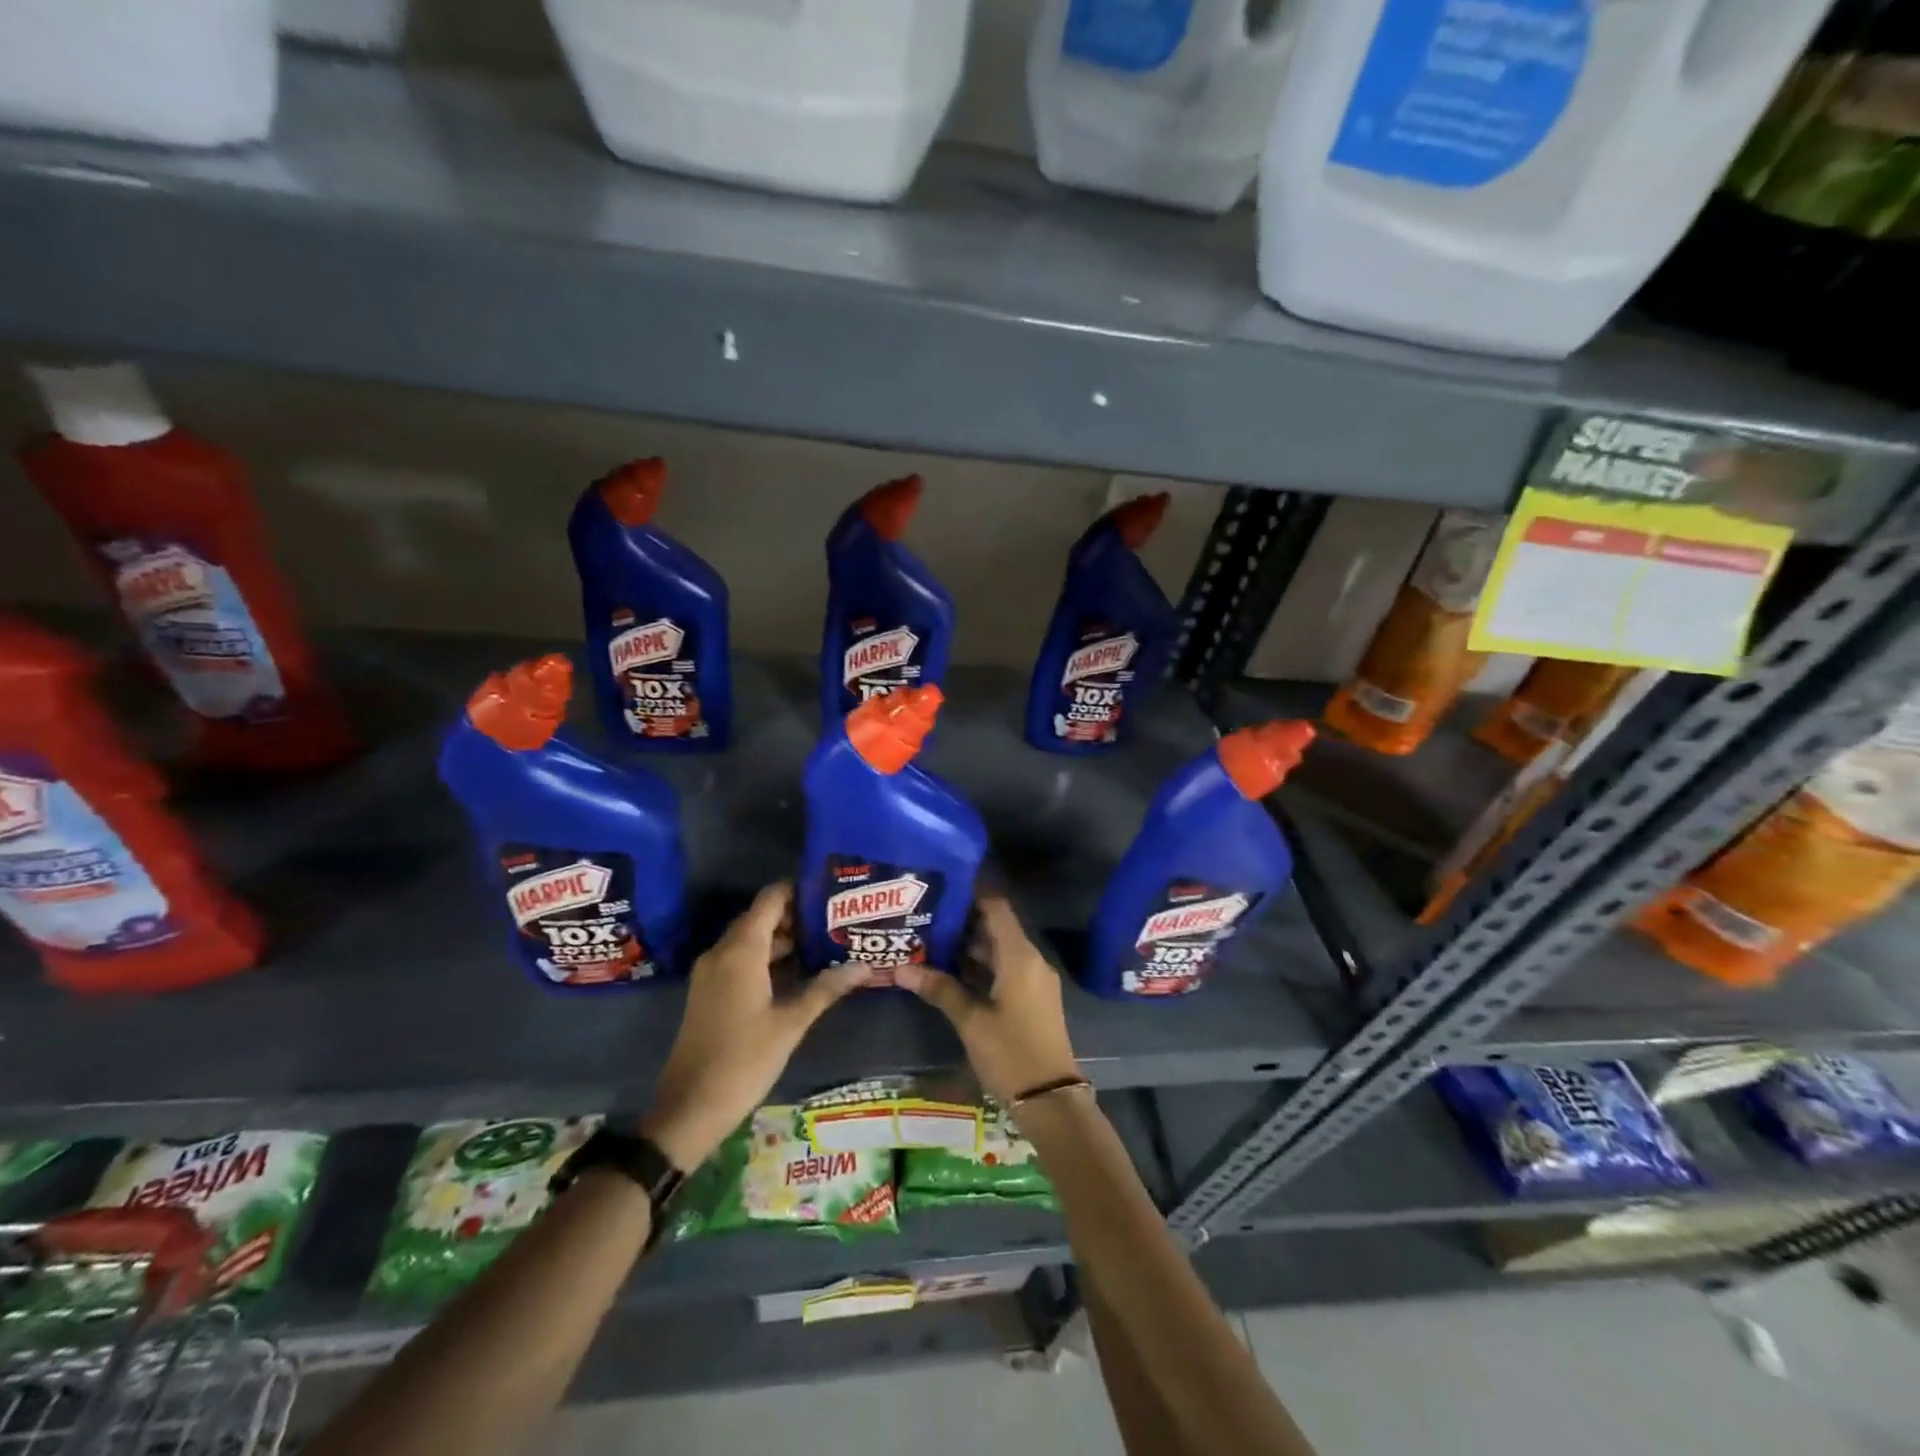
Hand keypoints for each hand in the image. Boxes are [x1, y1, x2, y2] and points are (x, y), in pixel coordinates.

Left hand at [639, 883, 871, 1169]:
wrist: (688, 1109)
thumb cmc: (742, 1062)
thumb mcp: (790, 1025)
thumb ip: (825, 989)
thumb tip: (863, 965)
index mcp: (740, 952)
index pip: (770, 900)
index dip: (797, 888)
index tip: (830, 888)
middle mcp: (722, 953)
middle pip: (760, 917)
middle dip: (796, 914)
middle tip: (836, 916)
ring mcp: (711, 973)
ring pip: (751, 939)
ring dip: (783, 937)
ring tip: (825, 939)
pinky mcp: (709, 992)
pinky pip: (741, 959)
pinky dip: (767, 956)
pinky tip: (798, 970)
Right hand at [894, 895, 1080, 1104]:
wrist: (1051, 1100)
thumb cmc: (1011, 1053)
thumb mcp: (971, 1021)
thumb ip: (940, 989)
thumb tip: (901, 969)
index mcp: (1019, 956)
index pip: (997, 908)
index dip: (972, 895)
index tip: (942, 888)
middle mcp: (1031, 960)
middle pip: (997, 928)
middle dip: (964, 922)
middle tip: (927, 917)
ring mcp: (1034, 980)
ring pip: (1000, 950)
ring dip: (971, 946)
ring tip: (932, 940)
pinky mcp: (1033, 999)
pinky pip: (1006, 969)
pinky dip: (982, 966)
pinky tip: (952, 972)